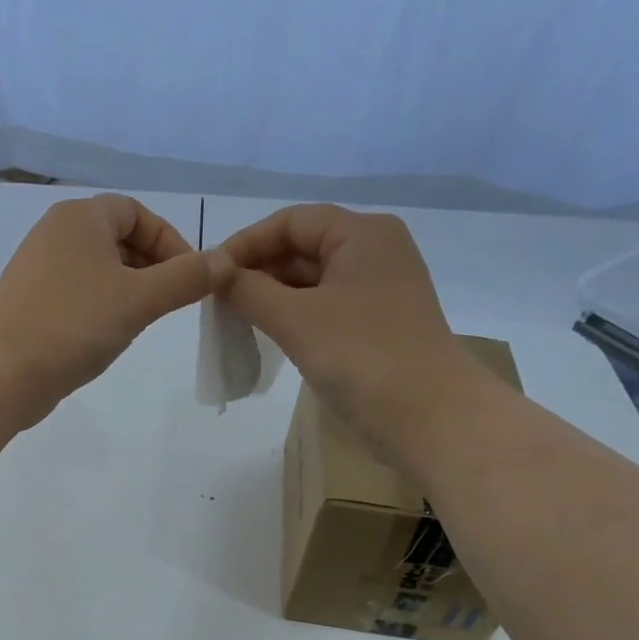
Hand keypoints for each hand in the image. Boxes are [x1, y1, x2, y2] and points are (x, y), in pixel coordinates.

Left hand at [0, 194, 222, 424]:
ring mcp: (39, 270)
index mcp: (80, 217)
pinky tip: (109, 336)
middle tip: (171, 303)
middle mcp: (56, 234)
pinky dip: (102, 308)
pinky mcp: (31, 303)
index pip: (137, 212)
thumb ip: (186, 278)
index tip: (190, 277)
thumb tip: (226, 260)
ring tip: (143, 322)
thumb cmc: (73, 323)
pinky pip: (79, 295)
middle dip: (152, 267)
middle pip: (118, 239)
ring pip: (98, 270)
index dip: (170, 241)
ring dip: (128, 290)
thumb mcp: (140, 299)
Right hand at [219, 204, 479, 451]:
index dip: (246, 242)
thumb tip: (215, 273)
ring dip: (272, 296)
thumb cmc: (362, 356)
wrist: (429, 418)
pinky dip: (293, 316)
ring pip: (311, 280)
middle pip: (302, 247)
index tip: (209, 273)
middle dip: (258, 270)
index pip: (291, 221)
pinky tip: (266, 335)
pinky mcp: (375, 324)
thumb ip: (249, 290)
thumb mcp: (296, 319)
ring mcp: (377, 290)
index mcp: (362, 234)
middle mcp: (374, 252)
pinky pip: (324, 307)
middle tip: (216, 301)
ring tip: (233, 319)